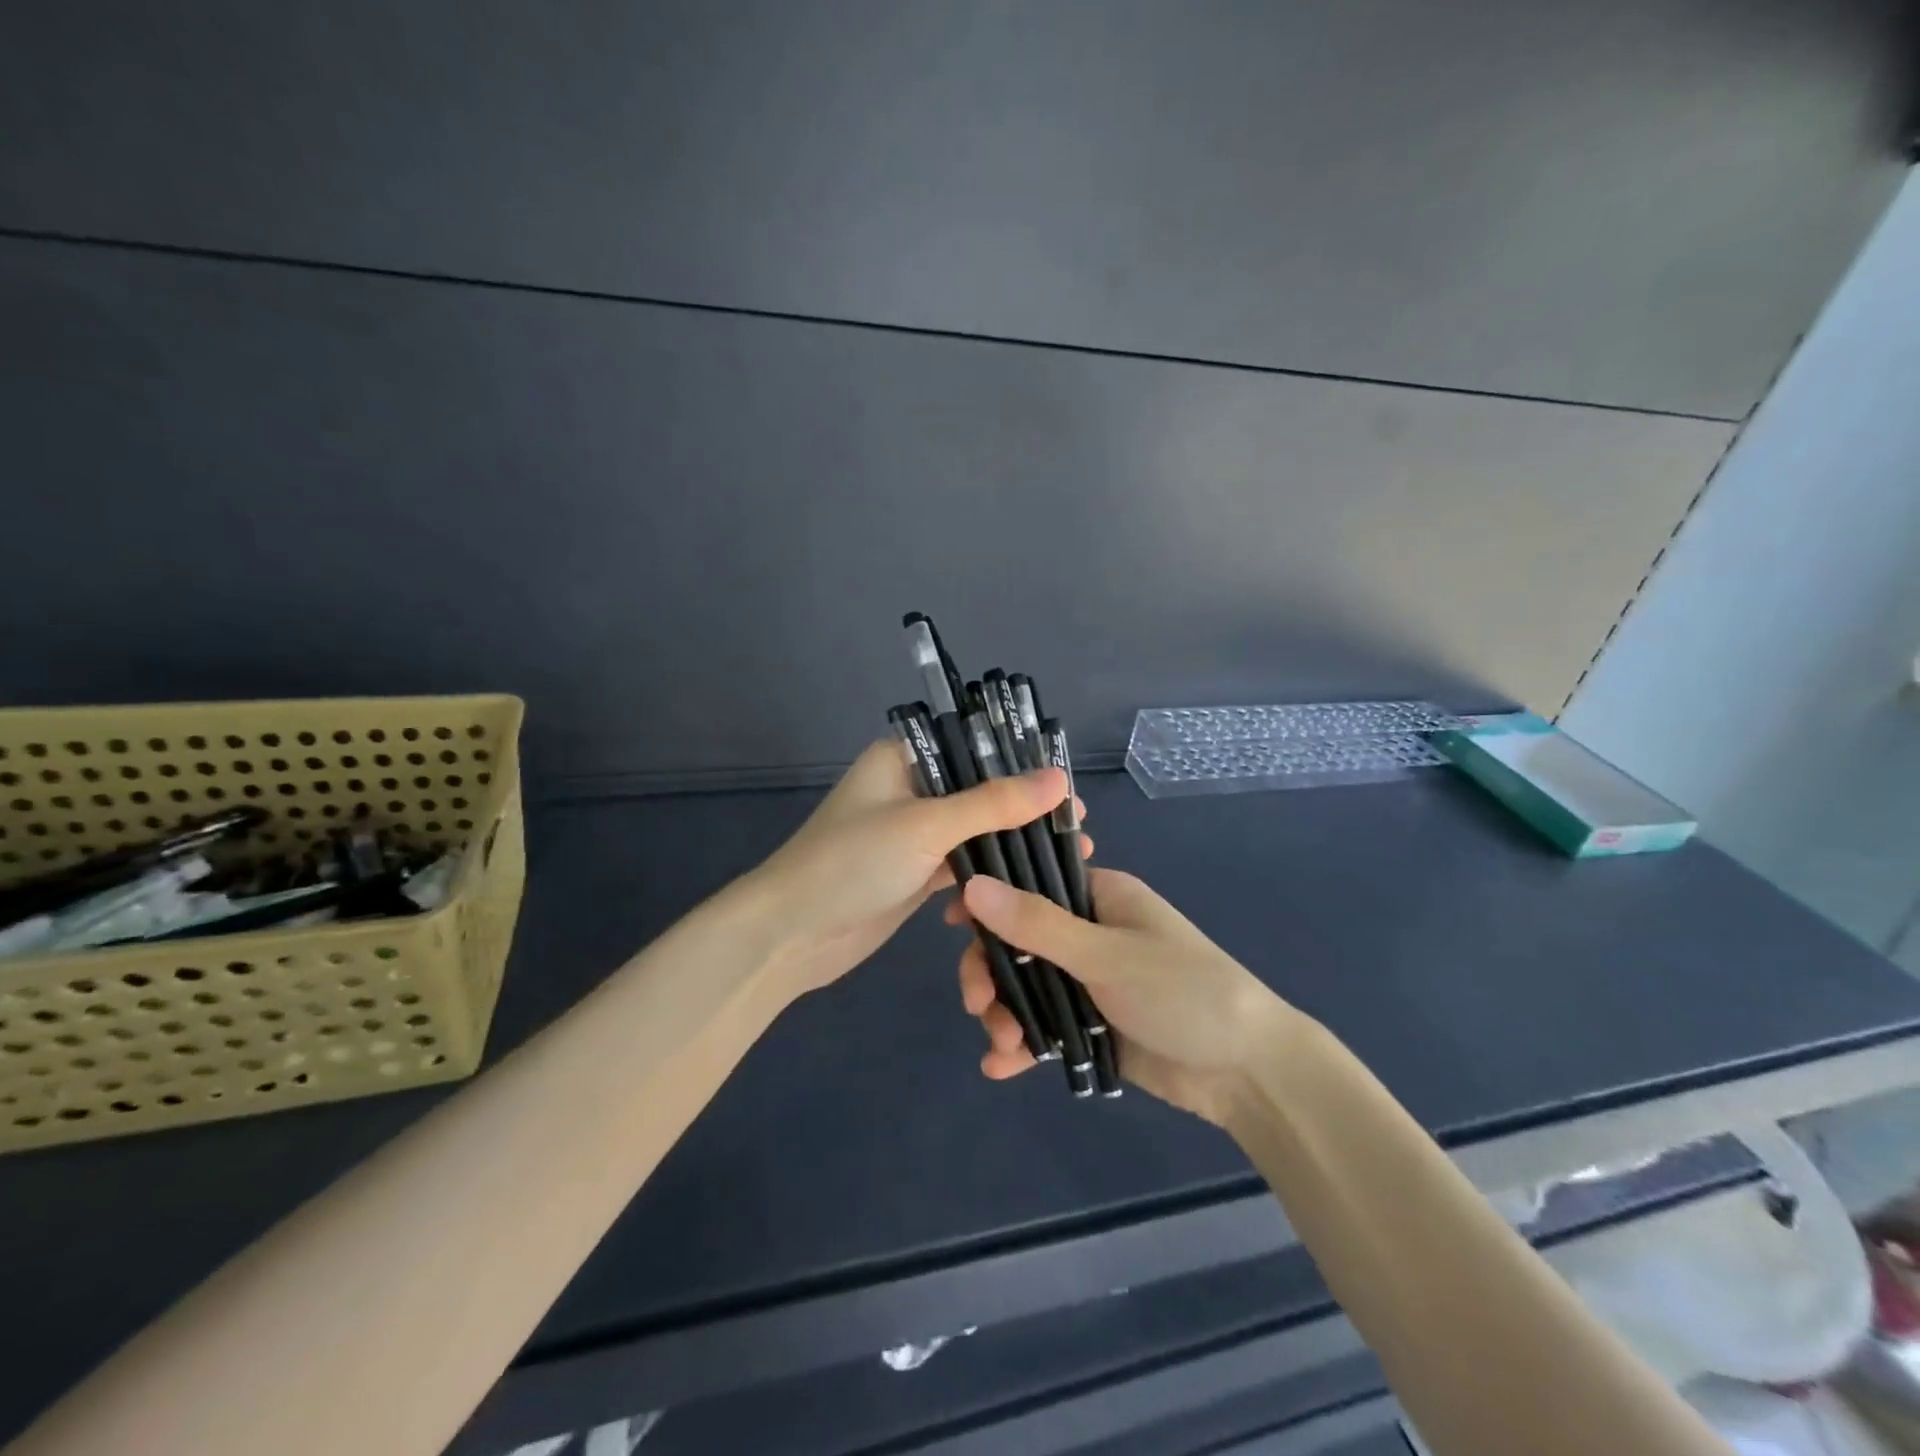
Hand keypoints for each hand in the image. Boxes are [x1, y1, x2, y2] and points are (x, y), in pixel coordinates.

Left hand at [743, 739, 1082, 1000]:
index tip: (1068, 788)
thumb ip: (994, 803)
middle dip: (1026, 809)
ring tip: (1070, 856)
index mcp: (903, 758)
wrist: (791, 935)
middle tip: (1077, 828)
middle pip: (980, 790)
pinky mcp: (914, 873)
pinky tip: (1028, 885)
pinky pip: (963, 865)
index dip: (1022, 762)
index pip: (973, 746)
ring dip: (1014, 844)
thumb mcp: (926, 826)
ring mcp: (912, 834)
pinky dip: (990, 873)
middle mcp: (909, 788)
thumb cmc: (853, 863)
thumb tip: (1060, 780)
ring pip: (975, 830)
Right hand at [948, 869, 1295, 1124]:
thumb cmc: (1182, 991)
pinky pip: (1044, 1026)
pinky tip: (1001, 1067)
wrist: (1247, 1072)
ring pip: (1026, 986)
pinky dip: (1022, 1045)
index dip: (988, 900)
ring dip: (1004, 1013)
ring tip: (1002, 1045)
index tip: (953, 924)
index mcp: (1099, 896)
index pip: (1030, 883)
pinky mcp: (1092, 1025)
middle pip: (1019, 941)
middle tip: (976, 1004)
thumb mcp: (1106, 954)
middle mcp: (1089, 932)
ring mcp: (1089, 981)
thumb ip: (1037, 923)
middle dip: (992, 972)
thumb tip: (972, 885)